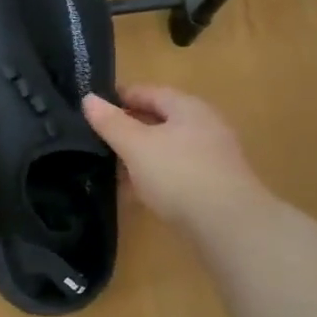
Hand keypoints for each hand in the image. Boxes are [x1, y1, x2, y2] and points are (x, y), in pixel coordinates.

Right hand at [83, 86, 263, 232]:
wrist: (228, 224)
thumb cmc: (178, 174)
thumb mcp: (136, 146)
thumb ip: (111, 123)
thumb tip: (88, 99)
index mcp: (188, 107)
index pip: (148, 91)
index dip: (119, 97)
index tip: (93, 108)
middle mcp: (205, 125)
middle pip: (160, 119)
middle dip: (129, 126)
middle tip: (98, 138)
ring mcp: (213, 156)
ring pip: (168, 146)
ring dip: (141, 153)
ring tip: (112, 166)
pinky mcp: (214, 184)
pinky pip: (177, 170)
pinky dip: (155, 174)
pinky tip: (138, 190)